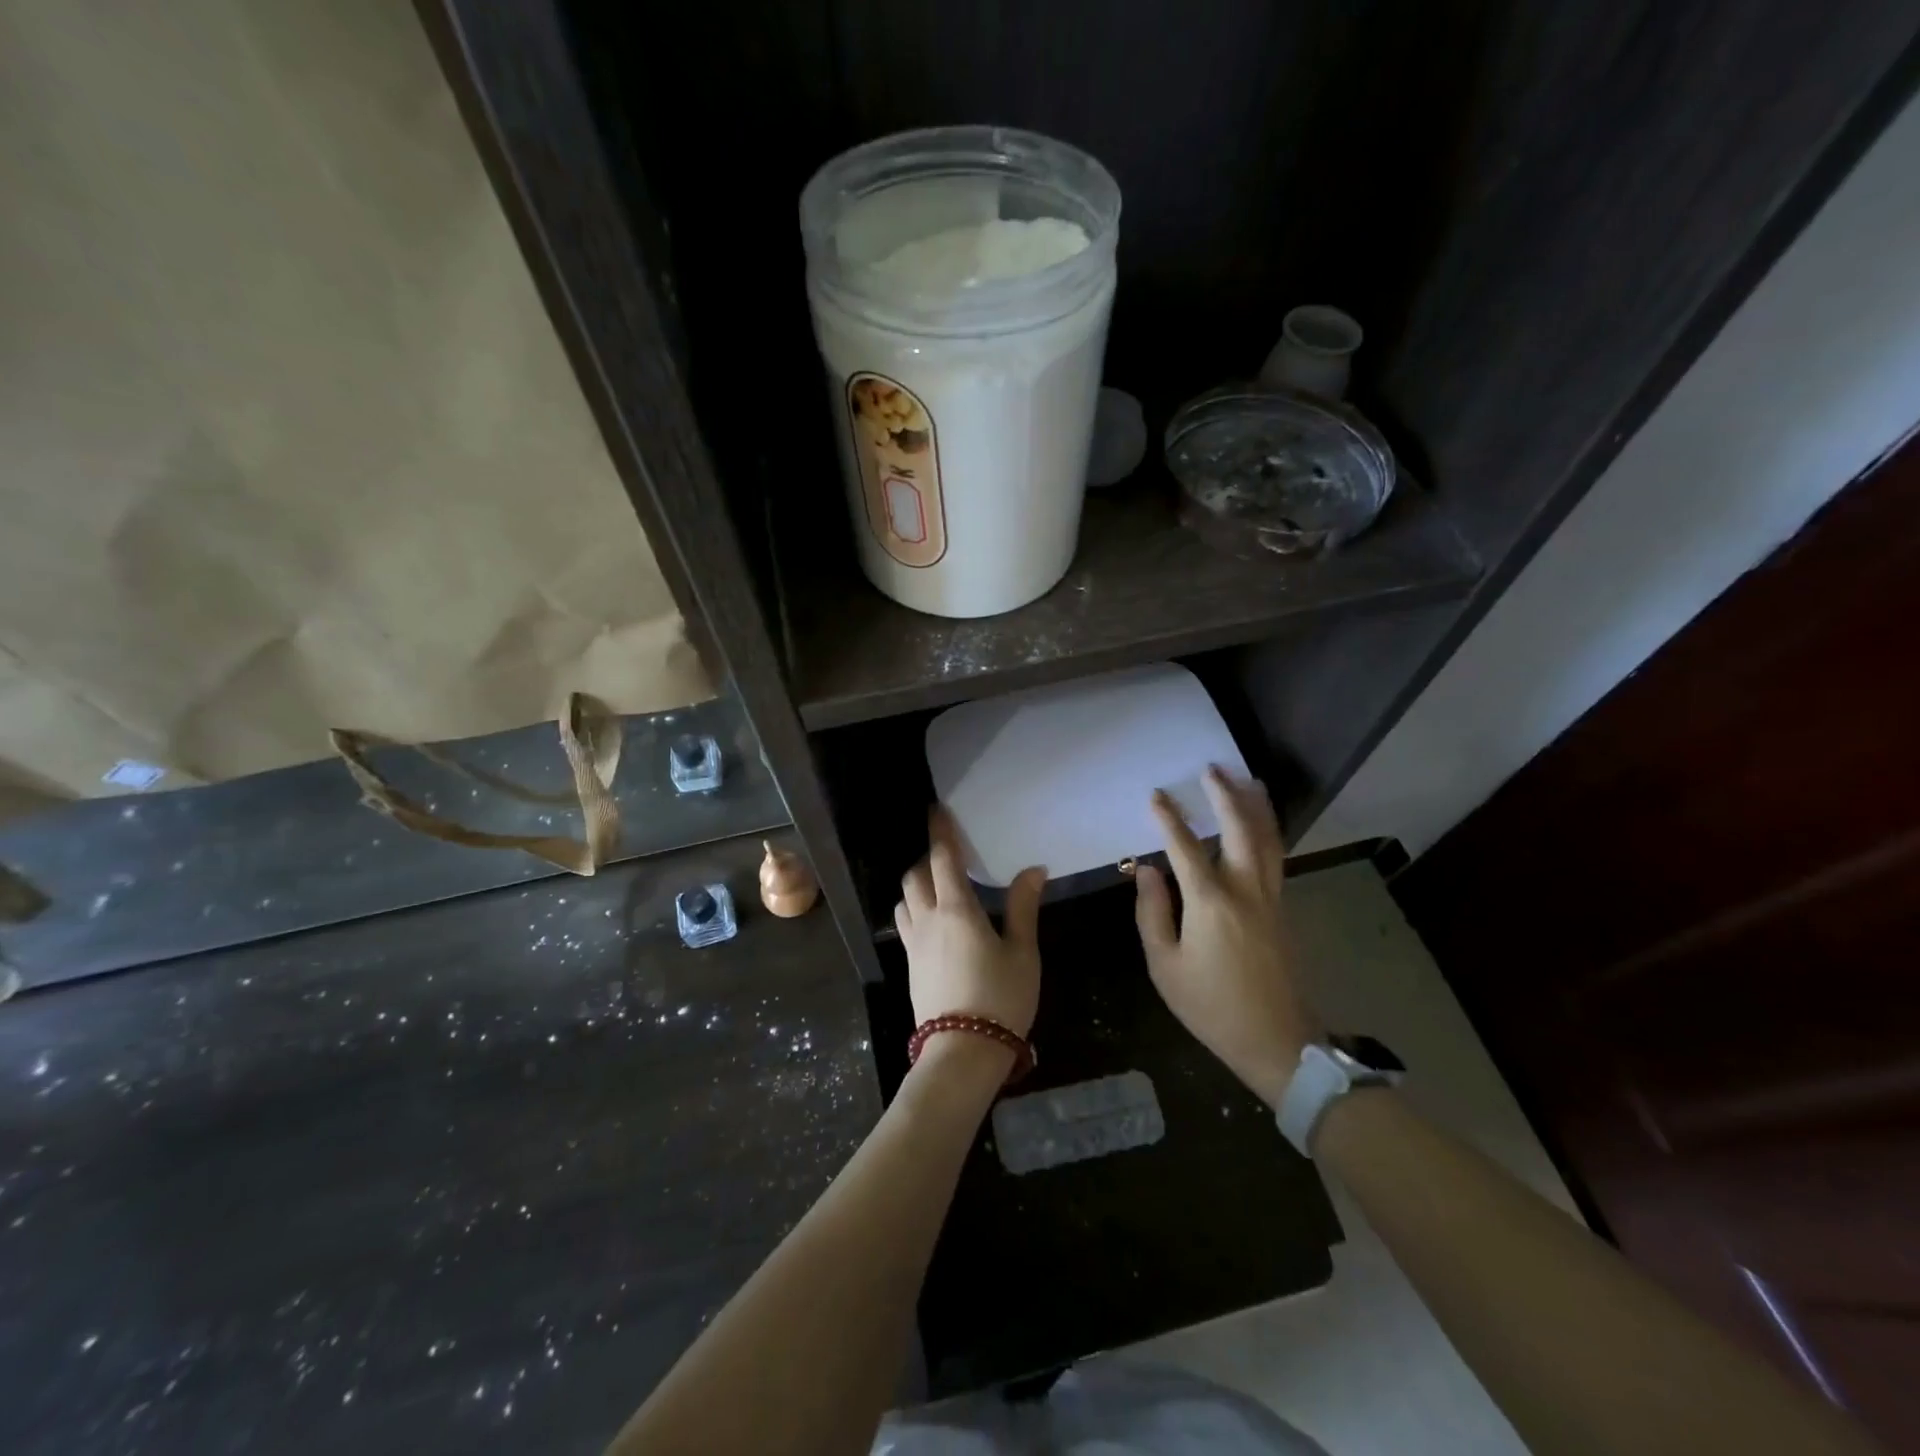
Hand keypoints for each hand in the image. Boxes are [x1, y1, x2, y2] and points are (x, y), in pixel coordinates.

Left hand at [895, 807, 1044, 1037]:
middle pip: (915, 876)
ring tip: (937, 887)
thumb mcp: (1022, 952)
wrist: (963, 1051)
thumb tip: (1033, 869)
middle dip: (927, 859)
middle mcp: (928, 919)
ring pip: (904, 900)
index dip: (940, 832)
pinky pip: (905, 924)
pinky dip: (914, 910)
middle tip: (947, 856)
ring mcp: (914, 944)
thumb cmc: (1000, 997)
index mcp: (956, 909)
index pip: (942, 859)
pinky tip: (932, 923)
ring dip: (916, 885)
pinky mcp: (910, 966)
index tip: (936, 811)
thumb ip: (1023, 907)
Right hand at [1134, 766, 1323, 1106]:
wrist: (1278, 1043)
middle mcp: (1245, 891)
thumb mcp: (1165, 965)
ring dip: (1257, 808)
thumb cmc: (1211, 1007)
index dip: (1168, 819)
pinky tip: (1262, 827)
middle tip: (1213, 770)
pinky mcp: (1283, 912)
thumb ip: (1153, 913)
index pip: (1185, 848)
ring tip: (1249, 781)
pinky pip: (1276, 859)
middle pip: (1240, 831)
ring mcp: (1271, 900)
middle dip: (1225, 796)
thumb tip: (1148, 870)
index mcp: (1210, 903)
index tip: (1156, 794)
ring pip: (1268, 841)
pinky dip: (1268, 833)